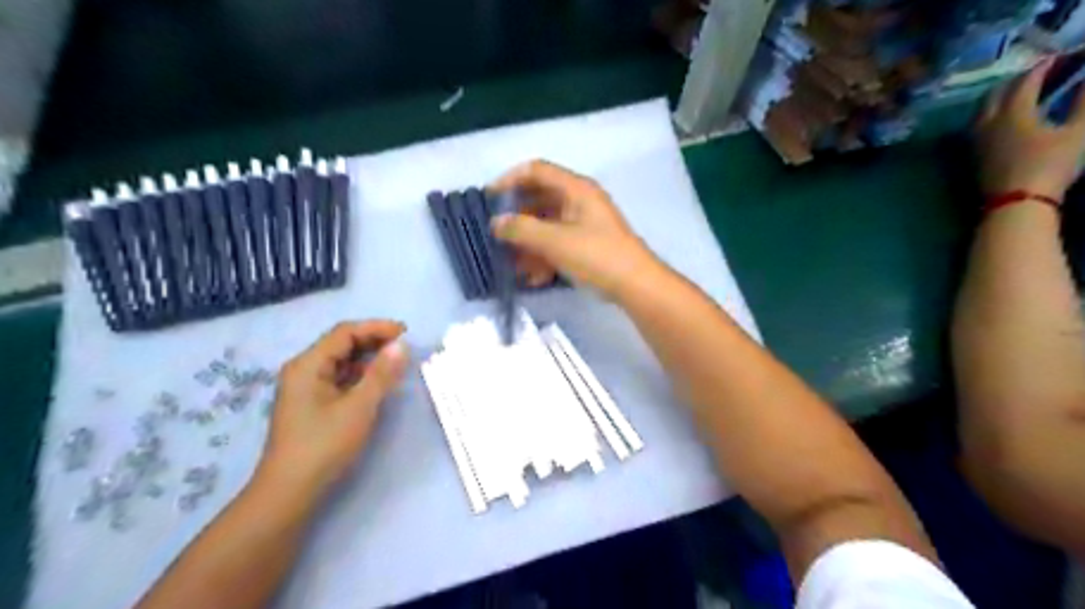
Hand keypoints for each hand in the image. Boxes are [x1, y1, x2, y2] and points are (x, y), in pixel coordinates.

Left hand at [256, 321, 407, 497]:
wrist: (289, 492)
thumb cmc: (324, 445)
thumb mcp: (359, 407)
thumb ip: (381, 373)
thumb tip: (401, 345)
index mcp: (308, 364)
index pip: (345, 332)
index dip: (377, 328)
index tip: (406, 333)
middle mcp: (303, 369)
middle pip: (341, 343)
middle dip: (373, 341)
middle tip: (404, 347)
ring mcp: (305, 387)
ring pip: (341, 361)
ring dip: (368, 357)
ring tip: (395, 362)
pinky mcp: (311, 403)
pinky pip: (339, 377)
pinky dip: (360, 374)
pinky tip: (376, 382)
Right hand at [488, 157, 656, 296]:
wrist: (636, 286)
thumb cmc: (597, 256)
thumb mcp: (555, 242)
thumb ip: (522, 230)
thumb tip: (496, 223)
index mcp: (576, 189)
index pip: (536, 171)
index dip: (510, 180)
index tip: (489, 199)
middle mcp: (580, 201)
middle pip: (539, 200)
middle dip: (517, 220)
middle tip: (497, 236)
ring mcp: (584, 224)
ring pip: (547, 226)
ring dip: (528, 244)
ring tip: (513, 265)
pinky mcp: (587, 245)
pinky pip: (558, 244)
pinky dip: (544, 257)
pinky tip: (534, 278)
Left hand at [980, 58, 1084, 200]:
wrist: (1015, 203)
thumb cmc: (1050, 165)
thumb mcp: (1078, 132)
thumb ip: (1084, 102)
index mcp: (1012, 112)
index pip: (1024, 81)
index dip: (1043, 67)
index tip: (1060, 57)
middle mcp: (987, 123)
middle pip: (996, 93)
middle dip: (1017, 79)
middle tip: (1040, 73)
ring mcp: (976, 140)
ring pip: (982, 110)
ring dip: (1000, 96)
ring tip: (1021, 93)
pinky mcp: (974, 155)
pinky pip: (978, 125)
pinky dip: (991, 113)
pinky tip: (1004, 119)